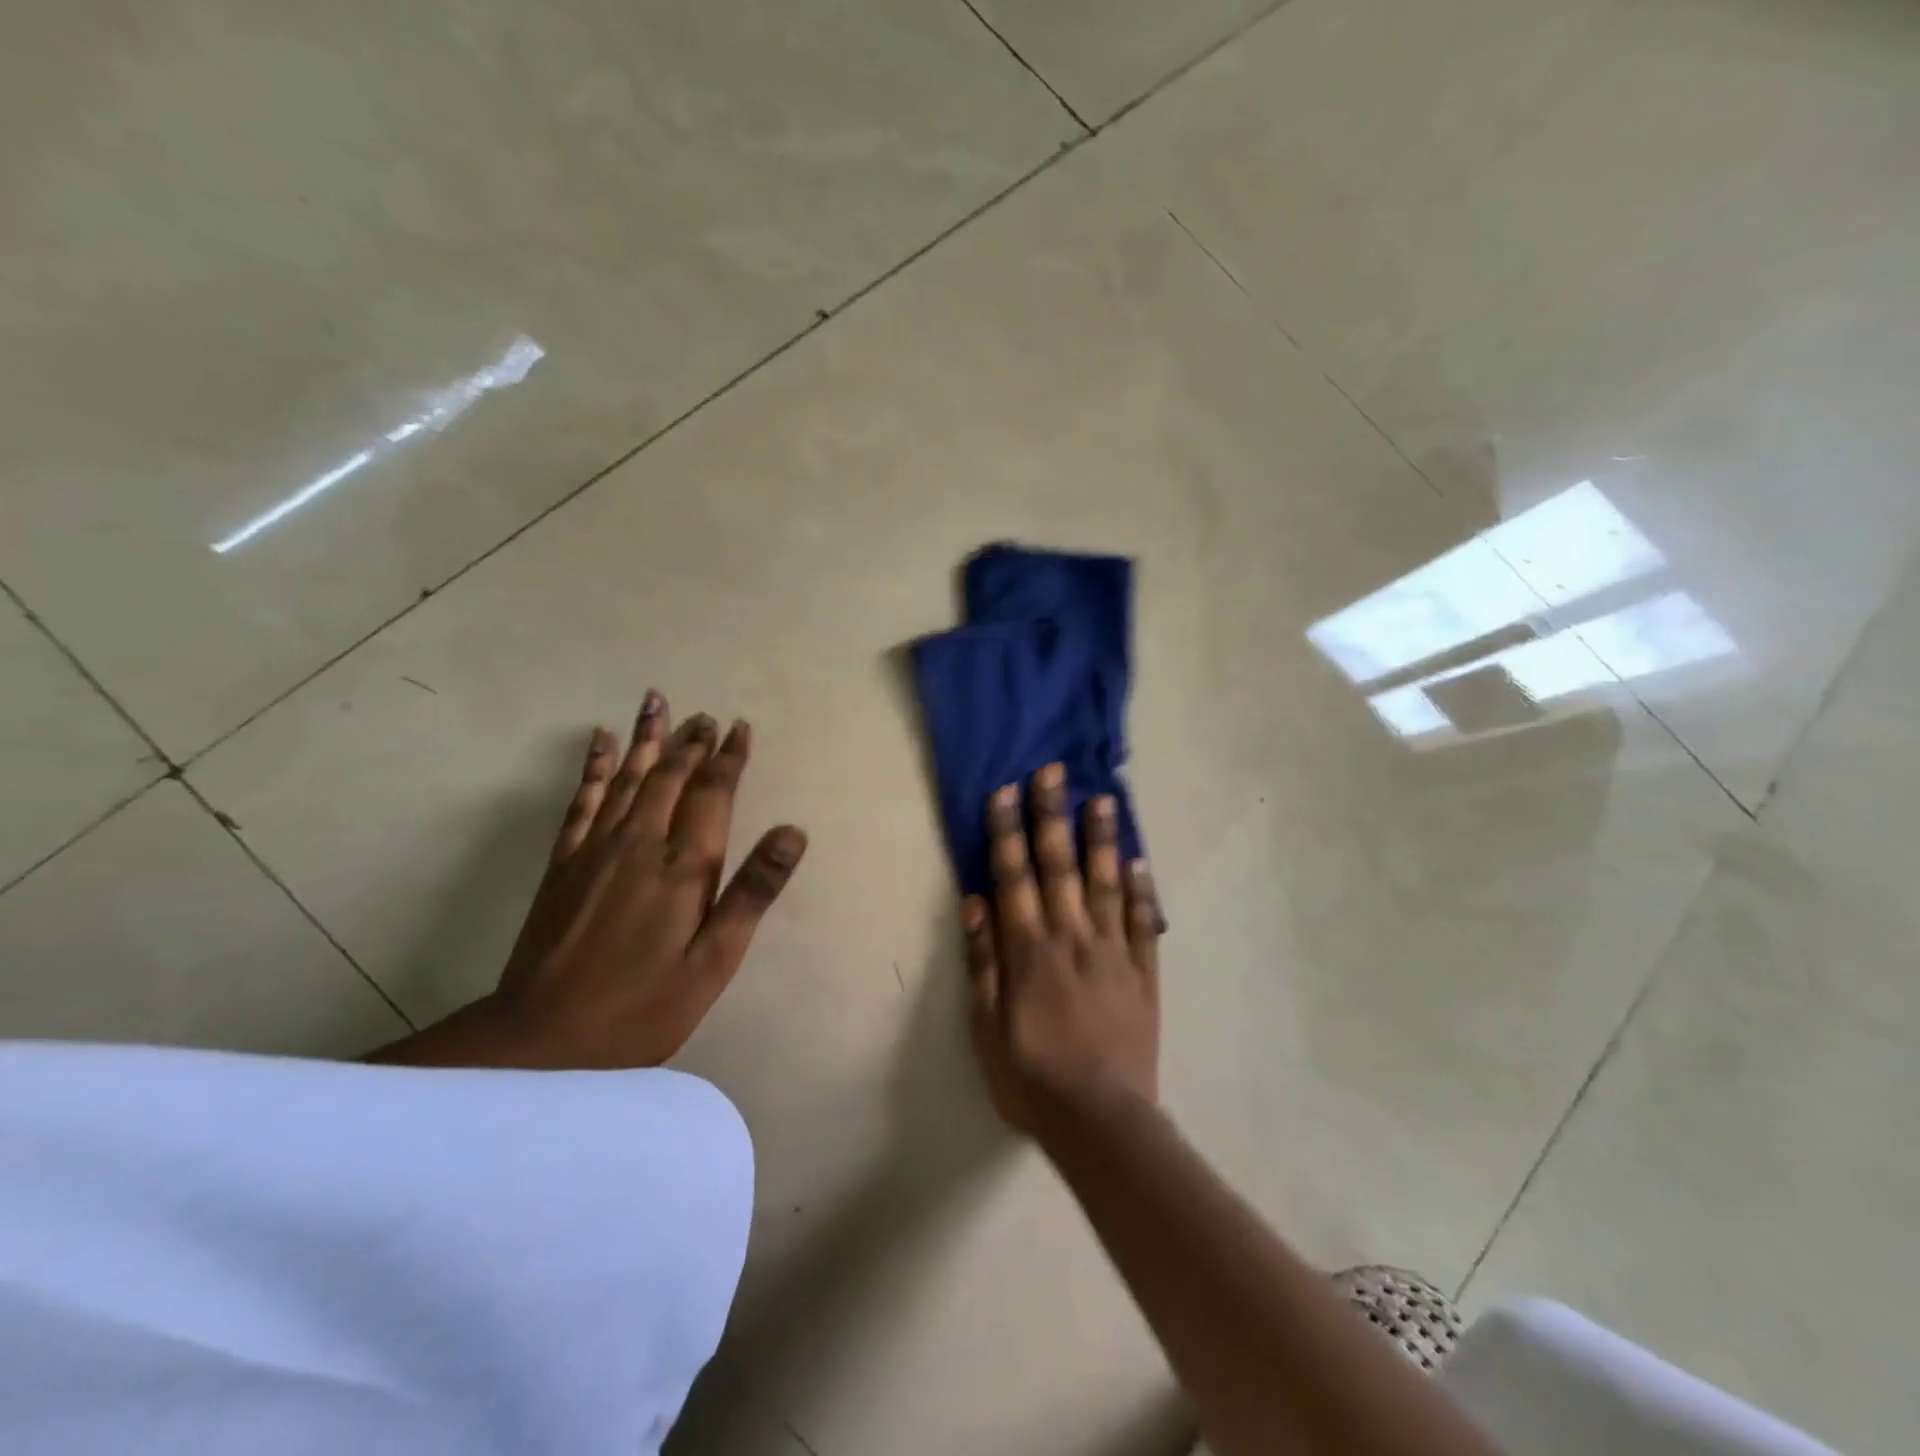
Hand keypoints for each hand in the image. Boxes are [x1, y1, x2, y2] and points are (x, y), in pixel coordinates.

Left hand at [374, 692, 806, 1069]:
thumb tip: (792, 832)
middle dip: (692, 743)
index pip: (713, 795)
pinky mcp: (563, 863)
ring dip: (647, 739)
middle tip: (707, 715)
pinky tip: (599, 742)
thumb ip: (752, 893)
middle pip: (670, 777)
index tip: (739, 727)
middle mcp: (640, 844)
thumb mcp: (714, 962)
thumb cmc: (644, 1007)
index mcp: (683, 868)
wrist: (543, 1039)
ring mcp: (595, 849)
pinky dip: (592, 767)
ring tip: (656, 702)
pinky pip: (581, 800)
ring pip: (626, 777)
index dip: (729, 759)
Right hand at [963, 763, 1161, 1136]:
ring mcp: (1112, 952)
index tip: (1006, 791)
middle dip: (1052, 816)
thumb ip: (981, 963)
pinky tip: (1140, 859)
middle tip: (1054, 771)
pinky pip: (1144, 923)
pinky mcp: (1143, 972)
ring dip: (1101, 839)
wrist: (1100, 1121)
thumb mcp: (985, 1029)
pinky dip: (1143, 890)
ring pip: (1106, 883)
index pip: (1014, 877)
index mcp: (1028, 950)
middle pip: (1059, 866)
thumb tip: (975, 902)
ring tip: (1103, 798)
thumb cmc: (1030, 1077)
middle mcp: (1071, 938)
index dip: (1007, 832)